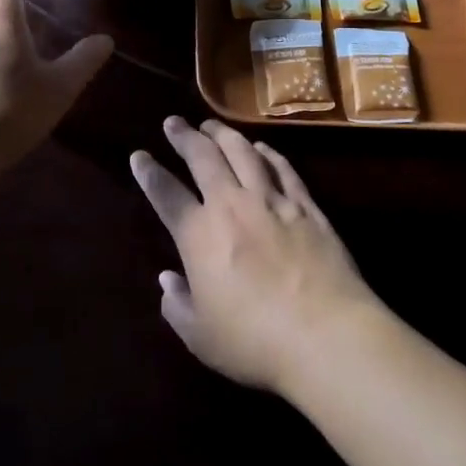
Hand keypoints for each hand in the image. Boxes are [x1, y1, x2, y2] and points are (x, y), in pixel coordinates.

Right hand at [130, 117, 380, 394]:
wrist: (326, 334)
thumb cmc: (255, 342)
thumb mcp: (201, 336)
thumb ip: (177, 305)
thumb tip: (167, 279)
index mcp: (199, 235)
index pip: (166, 194)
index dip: (149, 173)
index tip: (139, 156)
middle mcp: (231, 205)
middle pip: (203, 157)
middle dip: (185, 137)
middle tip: (174, 123)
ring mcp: (271, 200)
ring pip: (242, 151)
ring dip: (223, 134)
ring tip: (212, 125)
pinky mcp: (305, 205)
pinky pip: (281, 167)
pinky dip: (266, 152)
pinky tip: (260, 147)